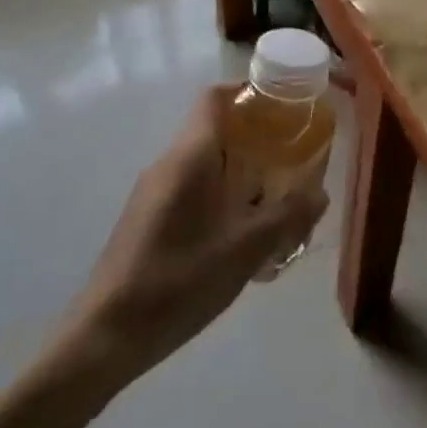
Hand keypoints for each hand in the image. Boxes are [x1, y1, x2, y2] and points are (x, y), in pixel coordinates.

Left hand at [65, 88, 326, 377]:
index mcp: (190, 155)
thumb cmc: (178, 280)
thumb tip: (321, 193)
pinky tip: (241, 235)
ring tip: (276, 197)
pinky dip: (221, 195)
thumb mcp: (245, 249)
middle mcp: (169, 163)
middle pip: (214, 129)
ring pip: (205, 163)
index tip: (283, 103)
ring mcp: (154, 192)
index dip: (247, 90)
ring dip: (240, 171)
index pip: (215, 97)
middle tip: (292, 154)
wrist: (105, 337)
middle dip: (255, 136)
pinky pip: (192, 189)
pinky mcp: (148, 219)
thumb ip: (288, 216)